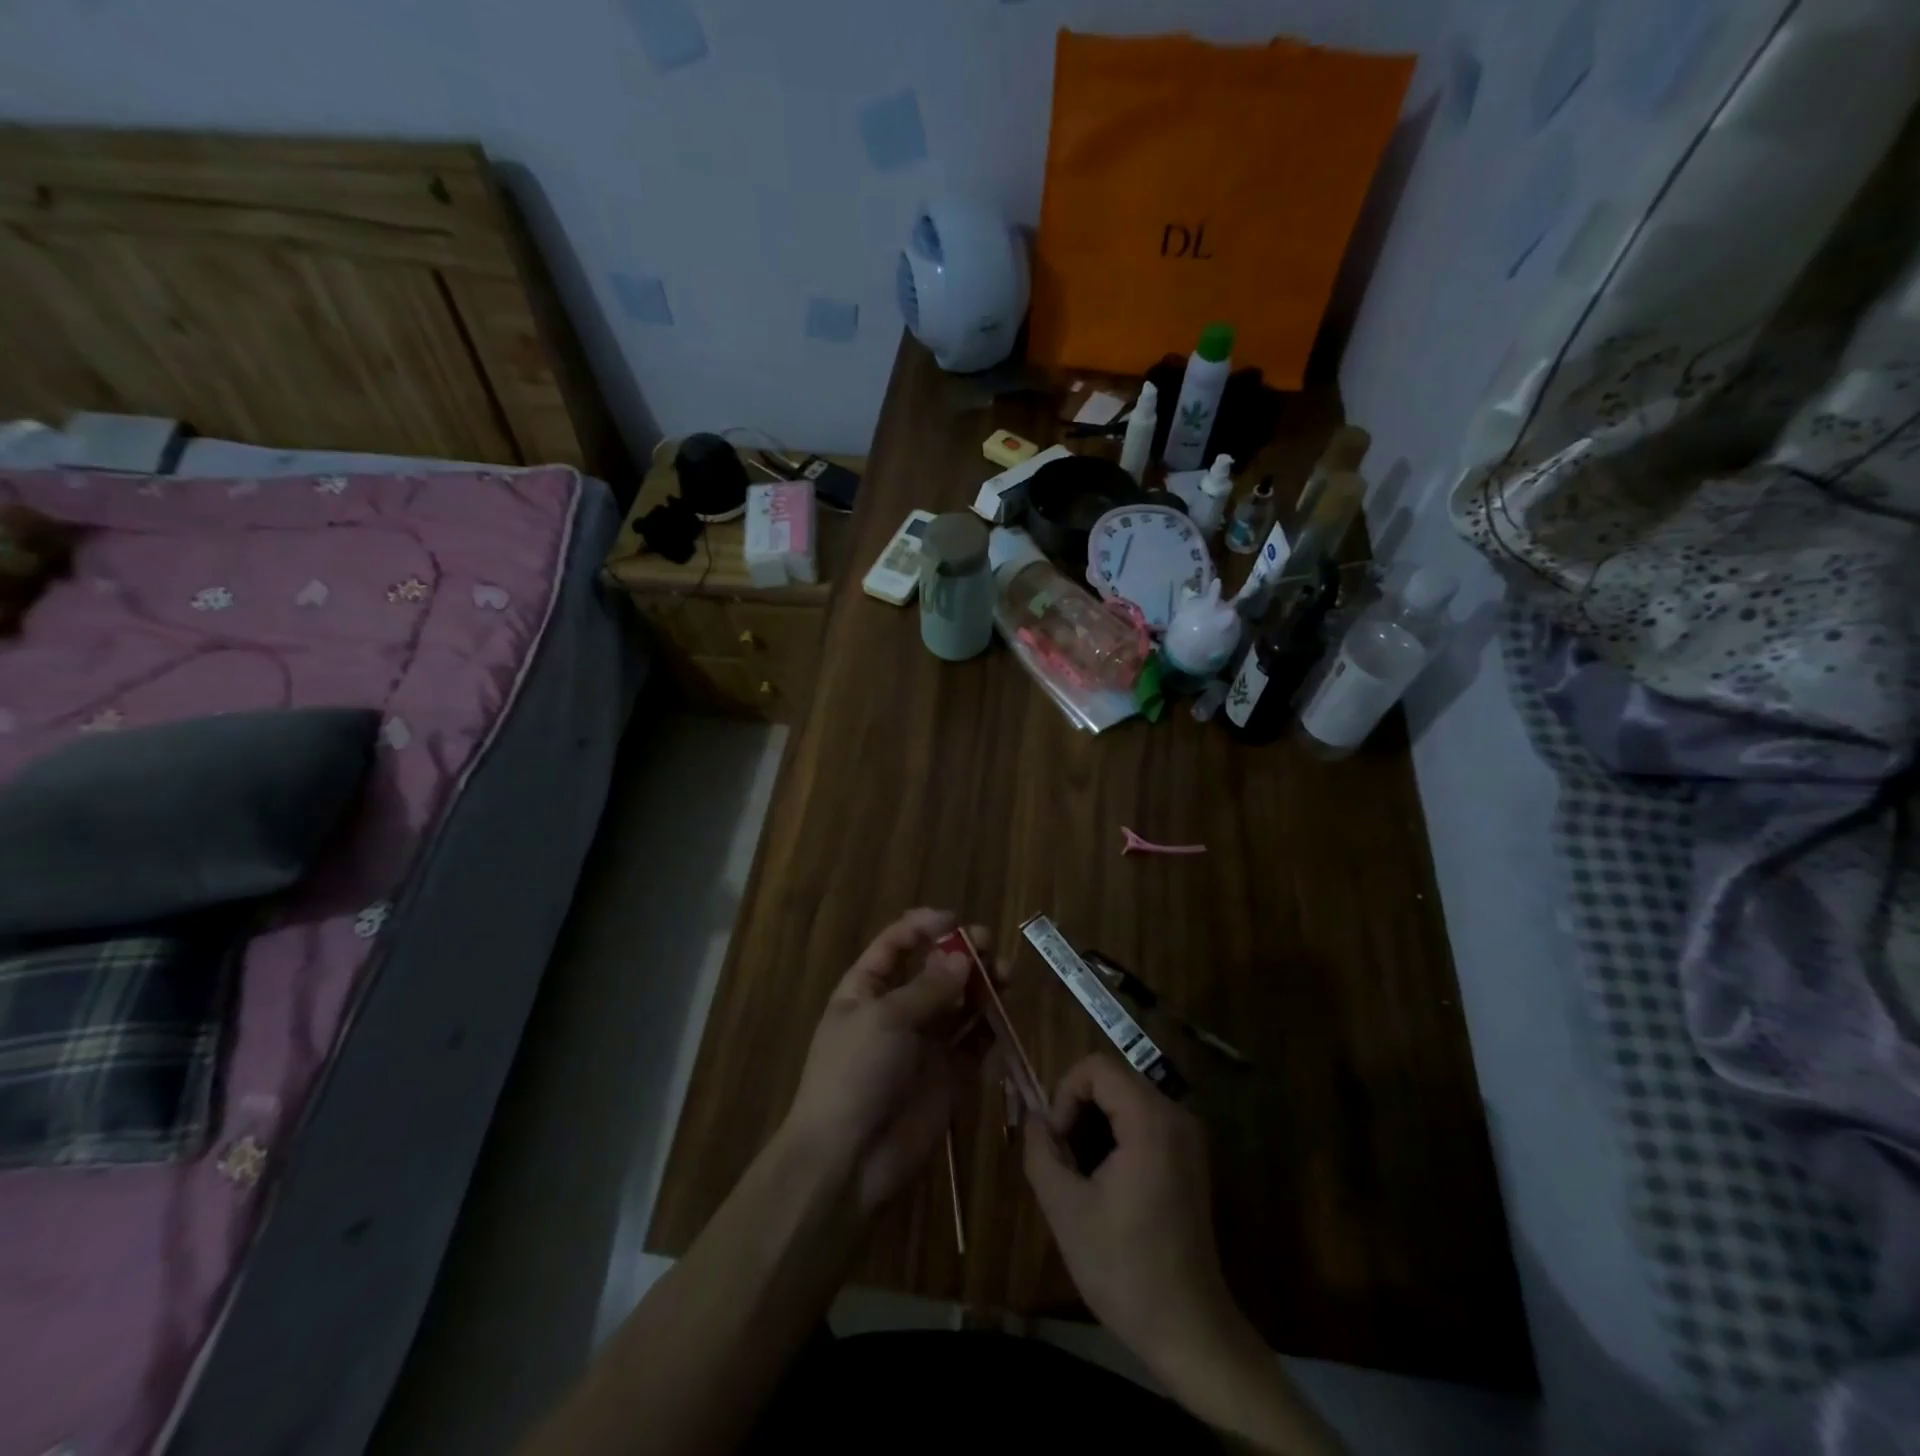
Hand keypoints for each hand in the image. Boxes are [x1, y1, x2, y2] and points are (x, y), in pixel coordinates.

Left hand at [785, 908, 1000, 1214]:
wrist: (848, 1160)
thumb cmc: (855, 1074)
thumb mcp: (885, 1019)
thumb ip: (928, 988)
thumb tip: (963, 957)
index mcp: (866, 989)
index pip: (896, 945)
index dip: (923, 927)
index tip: (954, 920)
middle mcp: (897, 1010)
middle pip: (934, 970)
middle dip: (961, 954)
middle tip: (989, 945)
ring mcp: (925, 1044)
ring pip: (960, 1003)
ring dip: (982, 985)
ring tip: (1005, 974)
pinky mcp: (949, 1075)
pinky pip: (974, 1042)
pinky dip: (990, 1026)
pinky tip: (1003, 1014)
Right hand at [1023, 1055, 1239, 1375]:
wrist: (1189, 1330)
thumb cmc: (1124, 1269)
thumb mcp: (1064, 1208)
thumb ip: (1040, 1151)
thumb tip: (1032, 1117)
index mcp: (1150, 1120)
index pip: (1096, 1067)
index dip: (1064, 1093)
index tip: (1056, 1141)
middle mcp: (1176, 1116)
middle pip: (1112, 1079)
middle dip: (1078, 1108)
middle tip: (1063, 1156)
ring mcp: (1188, 1137)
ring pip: (1126, 1098)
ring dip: (1095, 1122)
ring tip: (1080, 1171)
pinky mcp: (1190, 1157)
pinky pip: (1144, 1120)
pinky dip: (1117, 1134)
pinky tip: (1105, 1180)